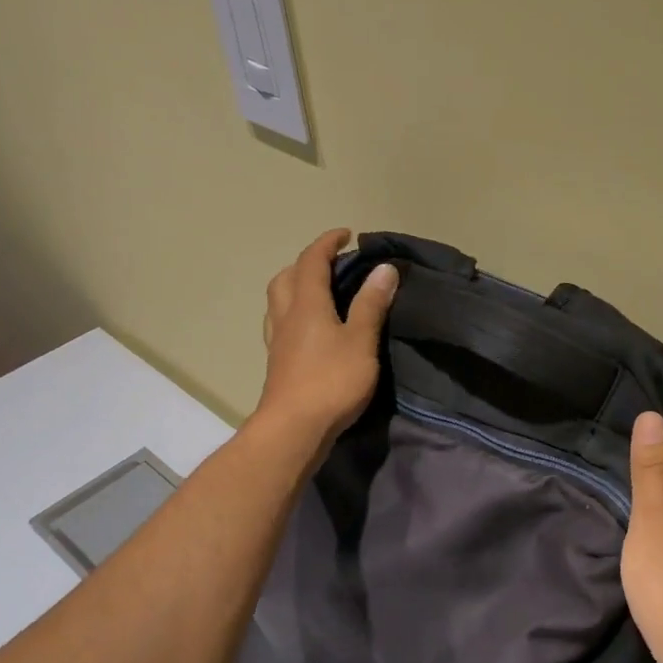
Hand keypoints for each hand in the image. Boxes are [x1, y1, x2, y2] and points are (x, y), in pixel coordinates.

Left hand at [253, 229, 397, 450]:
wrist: (294, 428)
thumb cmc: (331, 381)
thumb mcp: (361, 340)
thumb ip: (371, 304)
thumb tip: (384, 269)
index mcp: (307, 304)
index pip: (312, 261)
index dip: (328, 243)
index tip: (346, 234)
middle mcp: (286, 316)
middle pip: (286, 278)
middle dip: (306, 263)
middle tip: (331, 265)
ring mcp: (278, 342)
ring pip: (279, 302)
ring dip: (295, 287)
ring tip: (320, 293)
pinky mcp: (278, 364)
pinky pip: (281, 325)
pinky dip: (295, 315)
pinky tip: (310, 330)